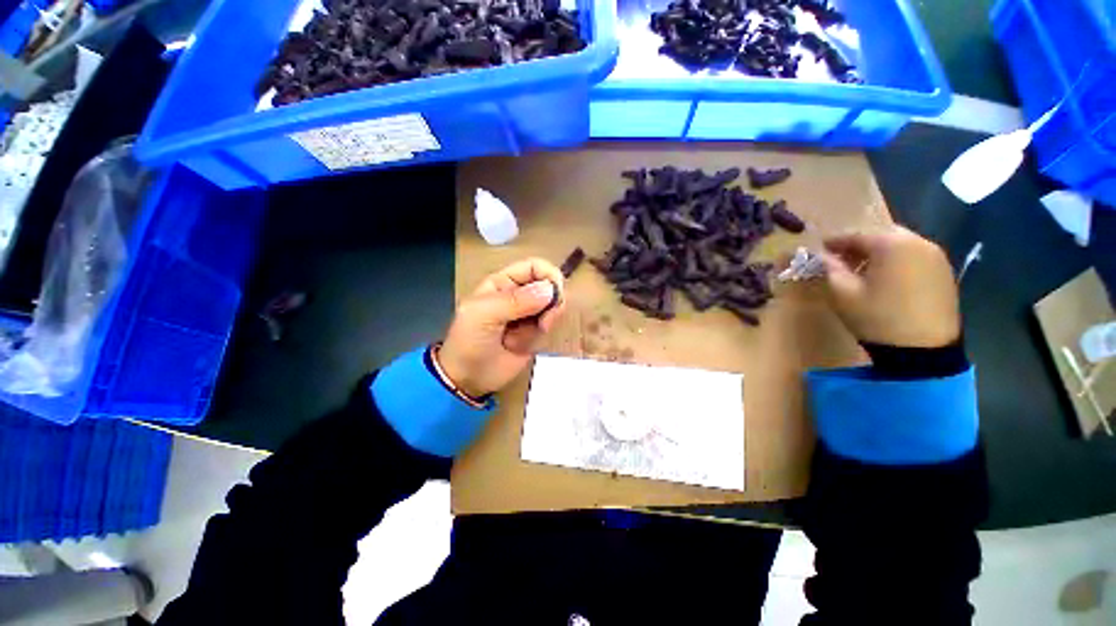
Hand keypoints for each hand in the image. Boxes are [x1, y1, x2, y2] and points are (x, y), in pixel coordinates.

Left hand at [437, 258, 566, 397]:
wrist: (468, 378)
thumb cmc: (469, 340)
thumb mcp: (484, 315)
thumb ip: (515, 301)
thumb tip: (550, 290)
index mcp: (504, 282)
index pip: (534, 267)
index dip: (549, 275)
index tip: (556, 294)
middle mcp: (519, 294)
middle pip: (550, 287)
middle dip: (551, 304)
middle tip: (544, 322)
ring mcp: (529, 315)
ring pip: (553, 308)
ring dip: (542, 324)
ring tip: (522, 338)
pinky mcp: (535, 333)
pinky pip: (549, 328)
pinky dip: (538, 337)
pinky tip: (520, 346)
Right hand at [822, 226, 960, 348]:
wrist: (924, 350)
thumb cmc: (877, 317)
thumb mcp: (843, 294)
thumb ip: (829, 269)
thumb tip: (820, 256)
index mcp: (891, 244)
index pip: (857, 235)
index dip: (834, 242)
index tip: (820, 250)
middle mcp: (918, 242)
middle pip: (882, 236)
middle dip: (859, 245)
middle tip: (841, 260)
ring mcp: (936, 257)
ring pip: (901, 246)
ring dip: (880, 253)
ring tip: (863, 271)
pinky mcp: (945, 273)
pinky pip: (915, 258)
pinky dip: (897, 262)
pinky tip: (887, 280)